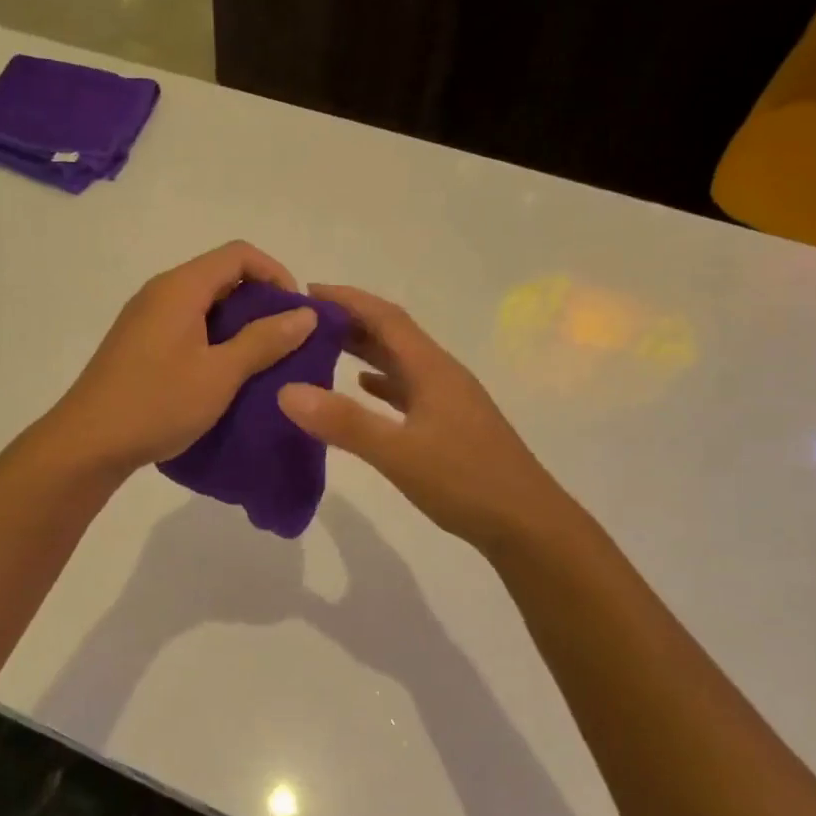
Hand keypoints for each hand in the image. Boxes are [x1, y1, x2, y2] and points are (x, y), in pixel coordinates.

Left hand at [49, 242, 318, 474]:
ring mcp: (146, 319)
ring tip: (263, 361)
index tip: (297, 312)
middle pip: (221, 276)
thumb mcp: (220, 374)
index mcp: (180, 288)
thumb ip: (264, 340)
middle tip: (286, 340)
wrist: (87, 444)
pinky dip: (214, 340)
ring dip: (238, 325)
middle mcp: (160, 292)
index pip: (238, 254)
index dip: (275, 273)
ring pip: (204, 305)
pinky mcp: (139, 345)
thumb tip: (305, 313)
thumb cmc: (157, 403)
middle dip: (260, 301)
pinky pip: (186, 327)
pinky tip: (226, 375)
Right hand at [277, 284, 570, 550]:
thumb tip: (287, 390)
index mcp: (432, 369)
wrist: (528, 524)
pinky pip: (407, 389)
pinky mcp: (450, 424)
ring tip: (322, 349)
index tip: (307, 292)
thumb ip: (344, 422)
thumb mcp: (398, 453)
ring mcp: (448, 400)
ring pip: (399, 362)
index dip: (347, 300)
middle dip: (350, 321)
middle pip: (392, 335)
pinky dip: (380, 383)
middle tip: (304, 322)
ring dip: (364, 350)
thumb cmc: (466, 481)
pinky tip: (363, 389)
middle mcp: (441, 375)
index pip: (385, 317)